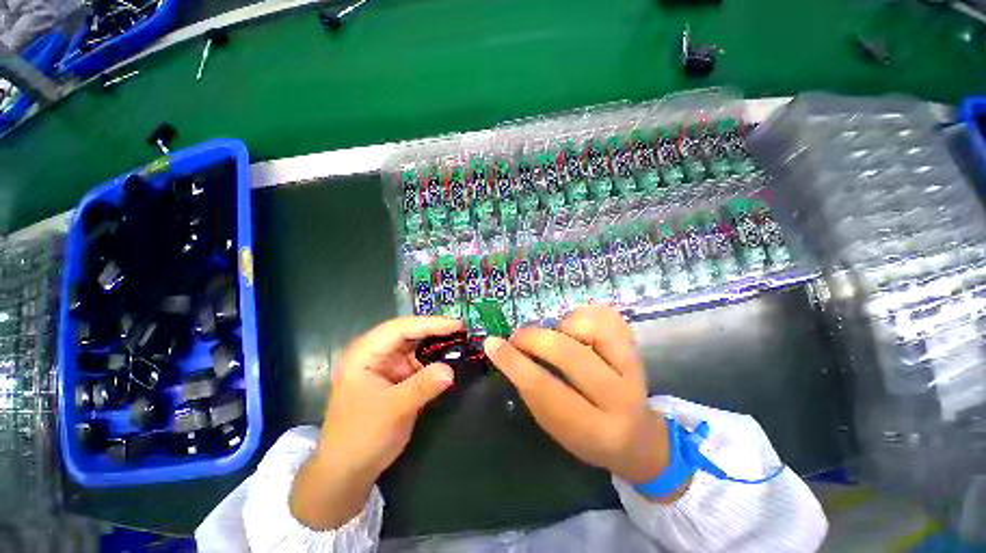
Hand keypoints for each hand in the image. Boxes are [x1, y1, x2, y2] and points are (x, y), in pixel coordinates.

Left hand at [290, 316, 462, 529]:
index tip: (457, 325)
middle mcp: (375, 353)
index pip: (400, 328)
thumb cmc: (361, 437)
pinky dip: (434, 360)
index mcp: (365, 353)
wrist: (347, 471)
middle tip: (462, 330)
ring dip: (437, 344)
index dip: (430, 324)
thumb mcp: (393, 410)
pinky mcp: (395, 377)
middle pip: (408, 332)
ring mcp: (386, 365)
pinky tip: (450, 358)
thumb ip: (422, 386)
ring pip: (415, 346)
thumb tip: (451, 370)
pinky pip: (418, 362)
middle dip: (435, 330)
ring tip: (461, 340)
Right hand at [484, 305, 686, 500]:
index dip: (514, 363)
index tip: (492, 344)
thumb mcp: (555, 426)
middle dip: (535, 339)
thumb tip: (506, 351)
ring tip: (555, 334)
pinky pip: (608, 317)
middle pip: (571, 356)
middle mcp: (620, 398)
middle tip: (517, 336)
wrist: (638, 437)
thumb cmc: (587, 434)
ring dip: (564, 326)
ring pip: (594, 329)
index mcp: (594, 429)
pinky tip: (575, 326)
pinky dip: (585, 314)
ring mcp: (634, 368)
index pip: (546, 391)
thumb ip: (532, 390)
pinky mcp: (636, 348)